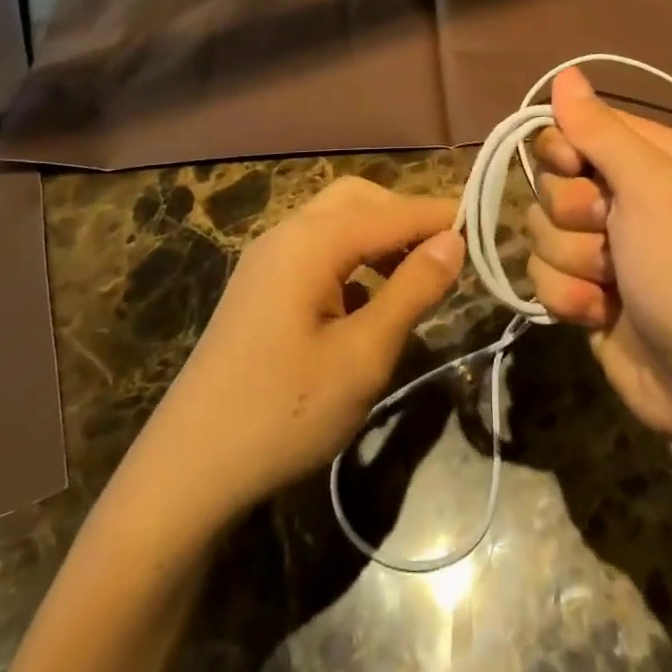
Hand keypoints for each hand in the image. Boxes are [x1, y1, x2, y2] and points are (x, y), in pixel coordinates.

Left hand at [139, 177, 464, 519]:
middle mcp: (287, 233)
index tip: (485, 224)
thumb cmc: (284, 412)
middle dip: (405, 216)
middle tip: (447, 252)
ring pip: (336, 221)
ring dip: (379, 235)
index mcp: (311, 241)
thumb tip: (453, 240)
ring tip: (416, 273)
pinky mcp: (259, 286)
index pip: (392, 212)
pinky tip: (367, 298)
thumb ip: (412, 290)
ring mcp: (267, 258)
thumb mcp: (363, 356)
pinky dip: (353, 257)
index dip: (440, 215)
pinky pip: (317, 249)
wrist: (187, 471)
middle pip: (359, 200)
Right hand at [528, 68, 671, 440]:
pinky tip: (602, 312)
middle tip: (611, 234)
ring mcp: (598, 242)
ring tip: (613, 283)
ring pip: (540, 228)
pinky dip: (569, 297)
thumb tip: (565, 72)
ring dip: (573, 261)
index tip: (576, 170)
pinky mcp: (581, 286)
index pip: (571, 126)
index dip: (562, 150)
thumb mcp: (649, 187)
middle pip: (549, 179)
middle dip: (572, 215)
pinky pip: (540, 274)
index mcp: (643, 156)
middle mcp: (618, 192)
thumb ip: (600, 129)